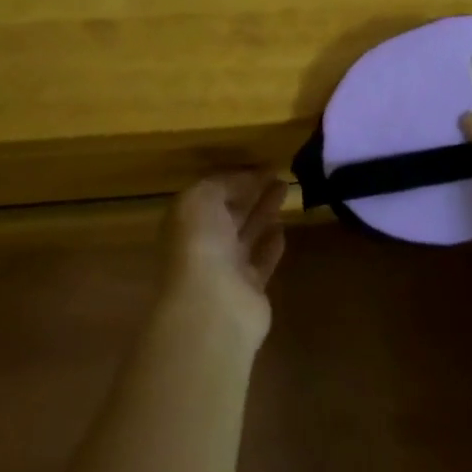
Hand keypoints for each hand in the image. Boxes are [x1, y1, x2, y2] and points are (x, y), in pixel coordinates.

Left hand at [158, 172, 287, 350]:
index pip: (210, 193)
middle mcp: (202, 243)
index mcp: (185, 220)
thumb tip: (249, 177)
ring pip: (247, 233)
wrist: (212, 306)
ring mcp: (225, 269)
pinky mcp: (249, 290)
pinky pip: (261, 261)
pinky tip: (283, 228)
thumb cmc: (200, 244)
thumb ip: (224, 183)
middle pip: (229, 212)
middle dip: (251, 192)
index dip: (234, 178)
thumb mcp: (203, 198)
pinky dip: (271, 245)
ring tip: (286, 189)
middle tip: (278, 174)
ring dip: (264, 212)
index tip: (261, 164)